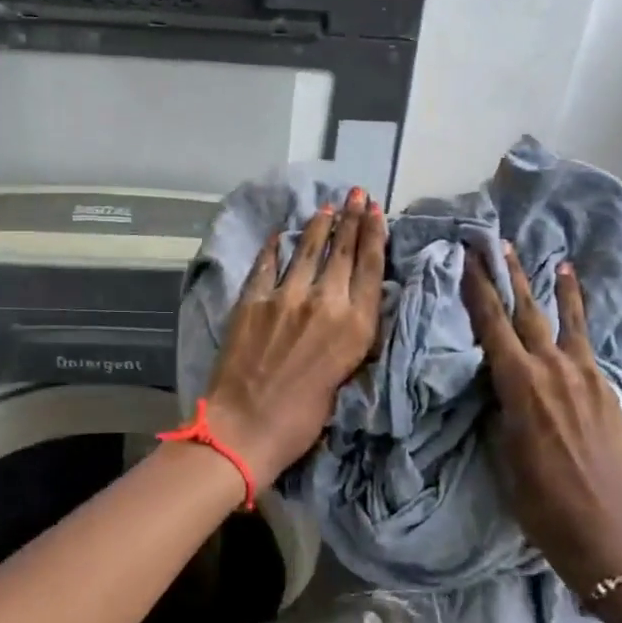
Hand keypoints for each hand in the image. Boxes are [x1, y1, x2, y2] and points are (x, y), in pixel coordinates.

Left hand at [204, 187, 385, 487]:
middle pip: (342, 252)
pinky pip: (267, 264)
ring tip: (327, 207)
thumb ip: (350, 336)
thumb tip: (350, 307)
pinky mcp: (253, 300)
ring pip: (307, 250)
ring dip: (319, 226)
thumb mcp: (345, 377)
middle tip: (357, 194)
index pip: (370, 268)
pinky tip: (281, 234)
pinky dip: (275, 247)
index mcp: (355, 327)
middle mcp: (325, 303)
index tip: (376, 210)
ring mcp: (286, 297)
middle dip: (352, 219)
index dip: (374, 235)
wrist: (246, 428)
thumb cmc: (302, 419)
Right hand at [464, 242, 621, 593]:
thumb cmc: (541, 501)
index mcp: (520, 385)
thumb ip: (502, 406)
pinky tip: (576, 302)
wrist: (607, 532)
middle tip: (496, 242)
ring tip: (550, 257)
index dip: (478, 289)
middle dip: (509, 274)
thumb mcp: (504, 452)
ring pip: (564, 319)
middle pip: (526, 311)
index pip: (492, 324)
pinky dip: (580, 316)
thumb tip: (499, 381)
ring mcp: (584, 376)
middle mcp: (552, 369)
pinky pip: (587, 342)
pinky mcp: (605, 388)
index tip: (467, 258)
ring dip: (553, 287)